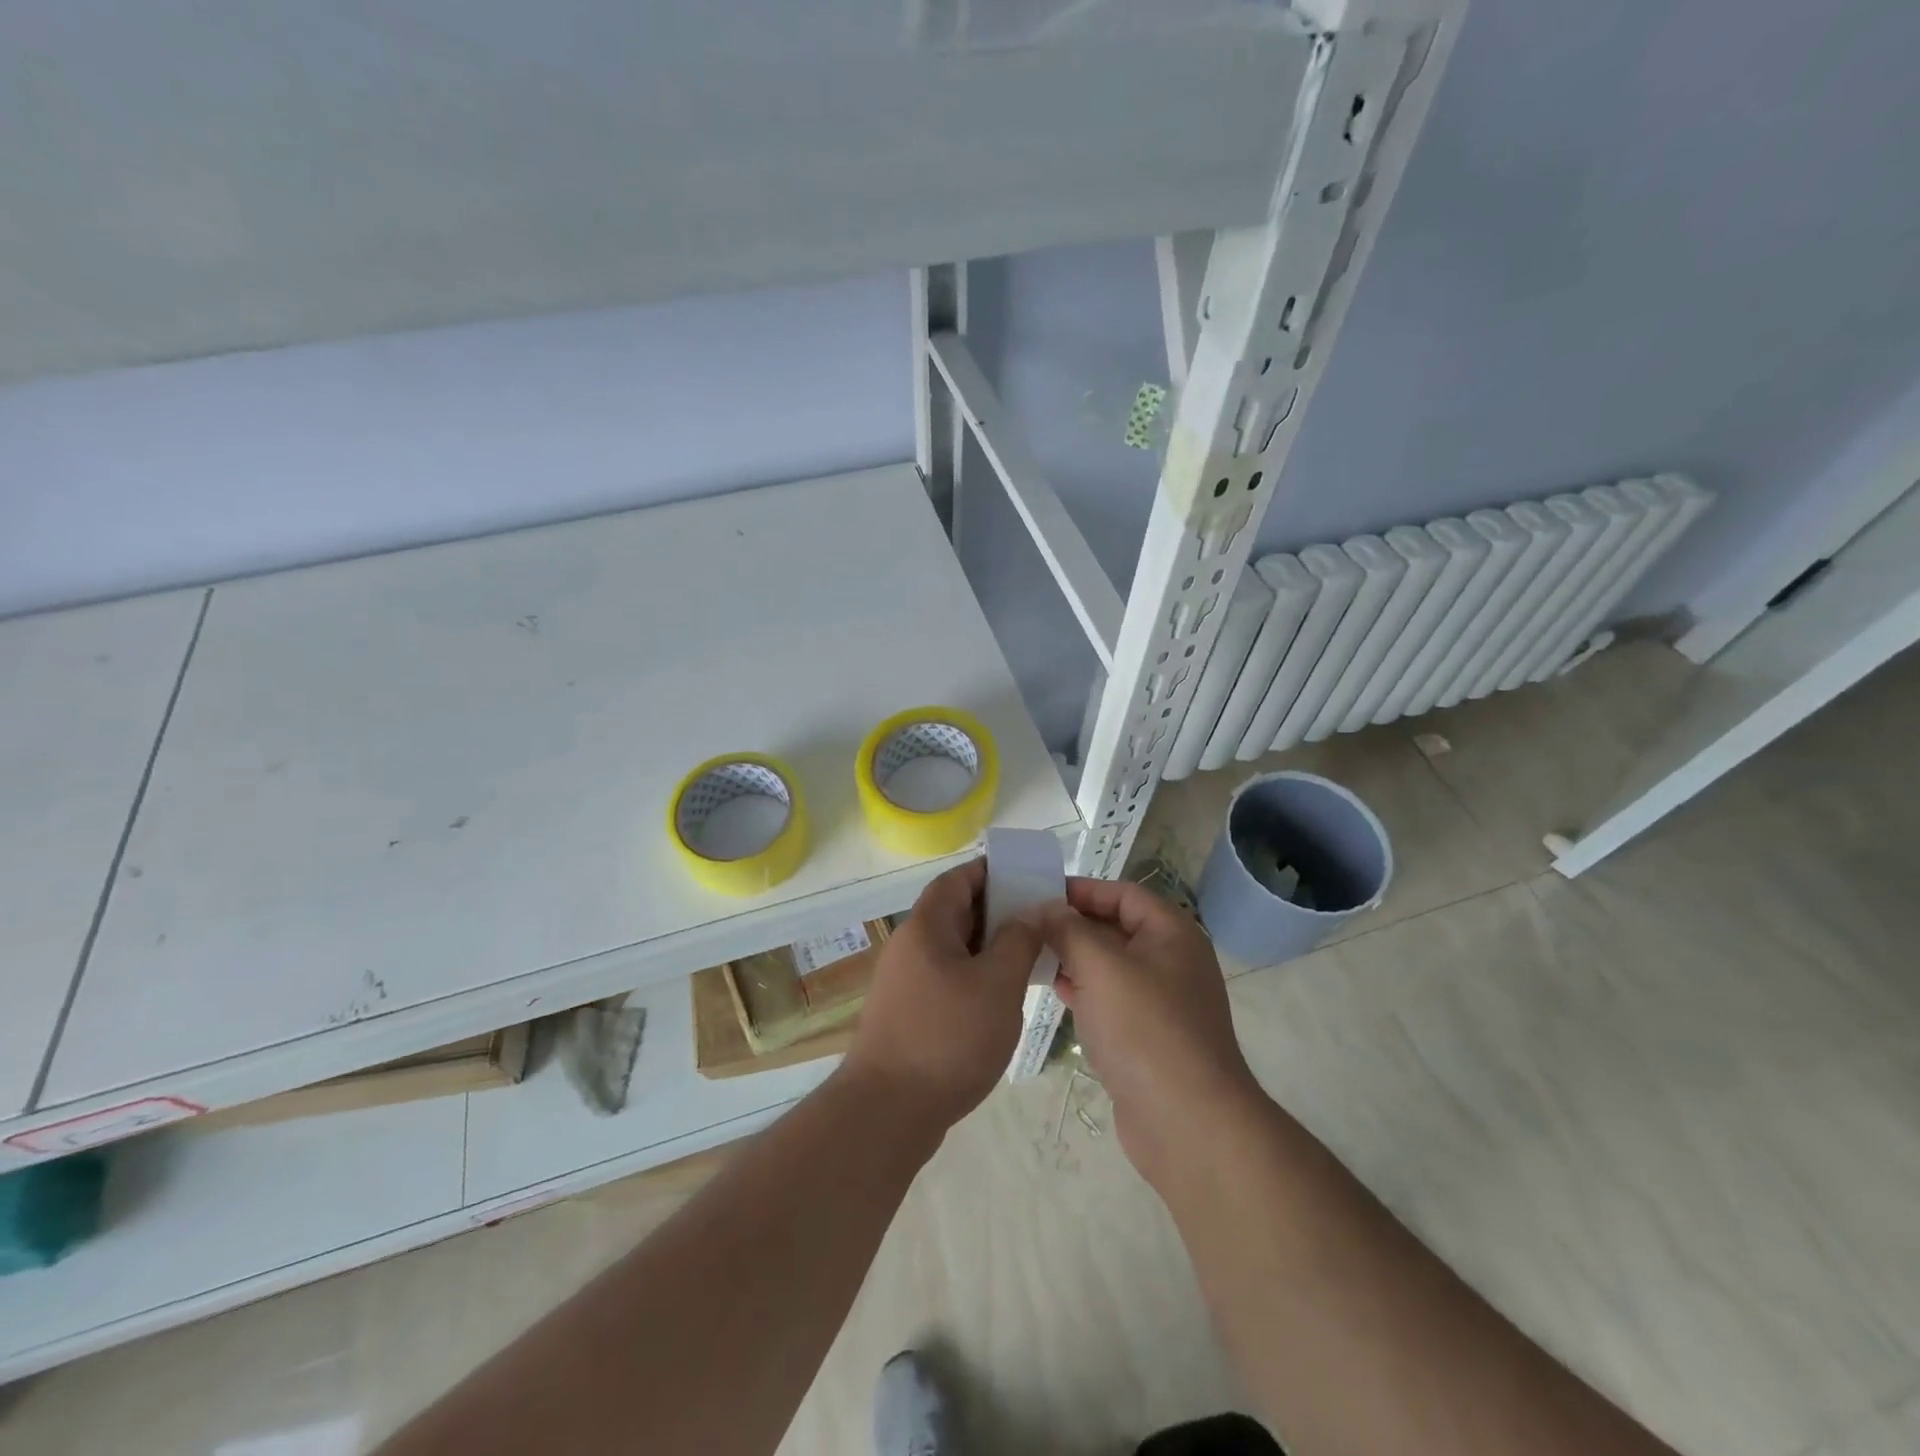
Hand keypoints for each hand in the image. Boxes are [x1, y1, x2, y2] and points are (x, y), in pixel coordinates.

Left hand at [842, 859, 1045, 1131]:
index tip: (1028, 879)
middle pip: (955, 912)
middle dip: (998, 912)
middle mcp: (910, 946)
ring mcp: (905, 982)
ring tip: (1030, 959)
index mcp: (926, 926)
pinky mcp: (908, 1014)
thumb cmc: (948, 1038)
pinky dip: (975, 977)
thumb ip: (1019, 940)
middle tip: (1040, 922)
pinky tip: (1002, 999)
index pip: (958, 879)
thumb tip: (1033, 909)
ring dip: (989, 948)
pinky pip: (947, 978)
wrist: (887, 1112)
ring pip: (953, 949)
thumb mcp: (997, 984)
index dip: (992, 872)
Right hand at [1039, 878, 1264, 1183]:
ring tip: (1030, 956)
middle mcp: (1172, 961)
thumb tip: (1046, 909)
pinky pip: (1111, 1000)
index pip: (1123, 894)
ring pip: (1110, 966)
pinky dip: (1084, 990)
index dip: (1082, 889)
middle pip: (1116, 928)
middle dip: (1072, 925)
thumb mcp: (1101, 966)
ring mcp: (1162, 1002)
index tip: (1039, 893)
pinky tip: (1054, 992)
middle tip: (1025, 925)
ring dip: (1073, 958)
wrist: (1187, 1122)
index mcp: (1172, 933)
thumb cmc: (1145, 1029)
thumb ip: (1069, 929)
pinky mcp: (1149, 1037)